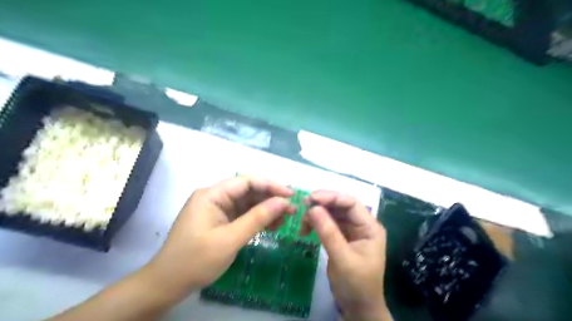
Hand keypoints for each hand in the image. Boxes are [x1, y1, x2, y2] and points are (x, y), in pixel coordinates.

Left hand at [146, 177, 294, 296]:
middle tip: (292, 209)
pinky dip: (258, 219)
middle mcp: (215, 197)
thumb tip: (283, 202)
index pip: (246, 181)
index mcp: (212, 195)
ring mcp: (218, 209)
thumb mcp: (230, 239)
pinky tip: (273, 225)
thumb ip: (257, 218)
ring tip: (286, 218)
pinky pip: (243, 215)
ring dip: (267, 209)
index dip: (270, 185)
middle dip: (271, 199)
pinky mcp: (221, 221)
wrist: (168, 284)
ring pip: (248, 203)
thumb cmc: (196, 261)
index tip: (291, 194)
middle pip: (248, 191)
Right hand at [306, 191, 390, 320]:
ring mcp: (351, 230)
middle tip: (303, 207)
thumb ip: (328, 232)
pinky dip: (316, 223)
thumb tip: (312, 208)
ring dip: (316, 214)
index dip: (331, 197)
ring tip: (302, 222)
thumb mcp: (342, 258)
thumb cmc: (356, 284)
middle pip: (340, 206)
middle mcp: (361, 224)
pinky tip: (305, 229)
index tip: (311, 198)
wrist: (358, 307)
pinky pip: (327, 224)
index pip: (351, 203)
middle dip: (322, 204)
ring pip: (332, 213)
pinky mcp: (341, 237)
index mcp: (369, 227)